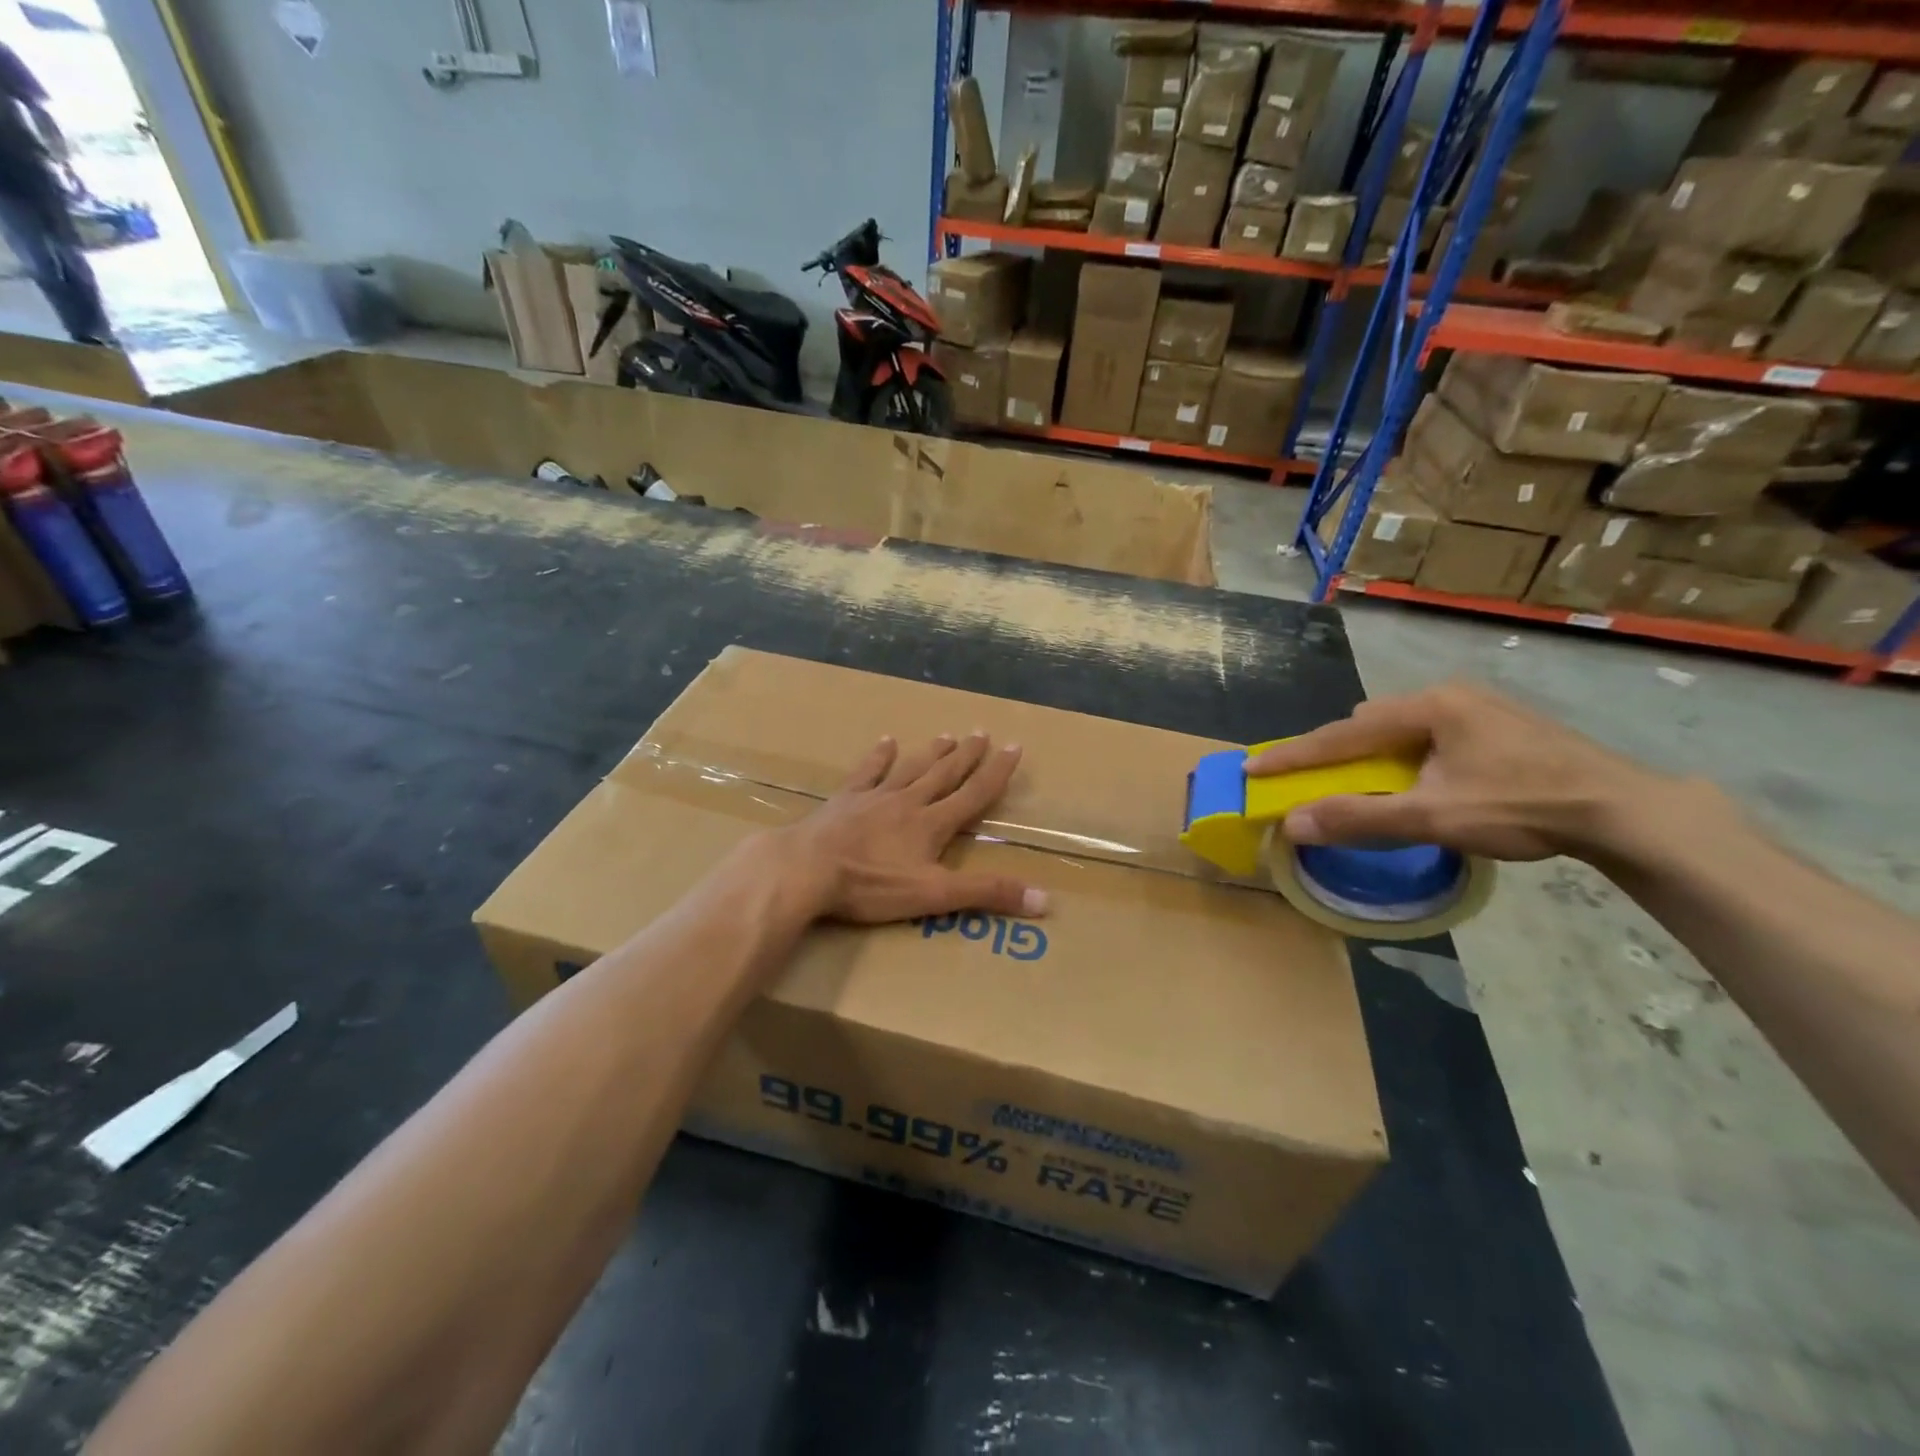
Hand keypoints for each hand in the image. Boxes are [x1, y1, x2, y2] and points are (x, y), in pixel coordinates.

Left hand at [769, 732, 1047, 923]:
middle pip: (944, 774)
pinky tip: (886, 741)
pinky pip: (867, 772)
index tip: (1014, 747)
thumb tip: (1044, 899)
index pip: (974, 794)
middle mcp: (908, 802)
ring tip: (947, 735)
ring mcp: (874, 797)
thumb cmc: (871, 885)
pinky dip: (879, 756)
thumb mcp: (935, 895)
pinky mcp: (845, 800)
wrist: (807, 868)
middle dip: (967, 755)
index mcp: (932, 824)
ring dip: (931, 753)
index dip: (997, 772)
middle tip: (982, 733)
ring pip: (911, 768)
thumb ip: (986, 893)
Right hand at [1245, 684, 1670, 861]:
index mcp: (1427, 708)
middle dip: (1334, 751)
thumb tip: (1293, 824)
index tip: (1252, 767)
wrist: (1626, 810)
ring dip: (1372, 754)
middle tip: (1308, 777)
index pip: (1342, 734)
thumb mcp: (1434, 816)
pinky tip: (1416, 777)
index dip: (1294, 755)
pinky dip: (1404, 756)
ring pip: (1400, 727)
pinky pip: (1427, 734)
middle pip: (1368, 723)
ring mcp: (1477, 707)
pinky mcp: (1498, 725)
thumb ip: (1359, 818)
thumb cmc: (1524, 806)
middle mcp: (1447, 696)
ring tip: (1362, 780)